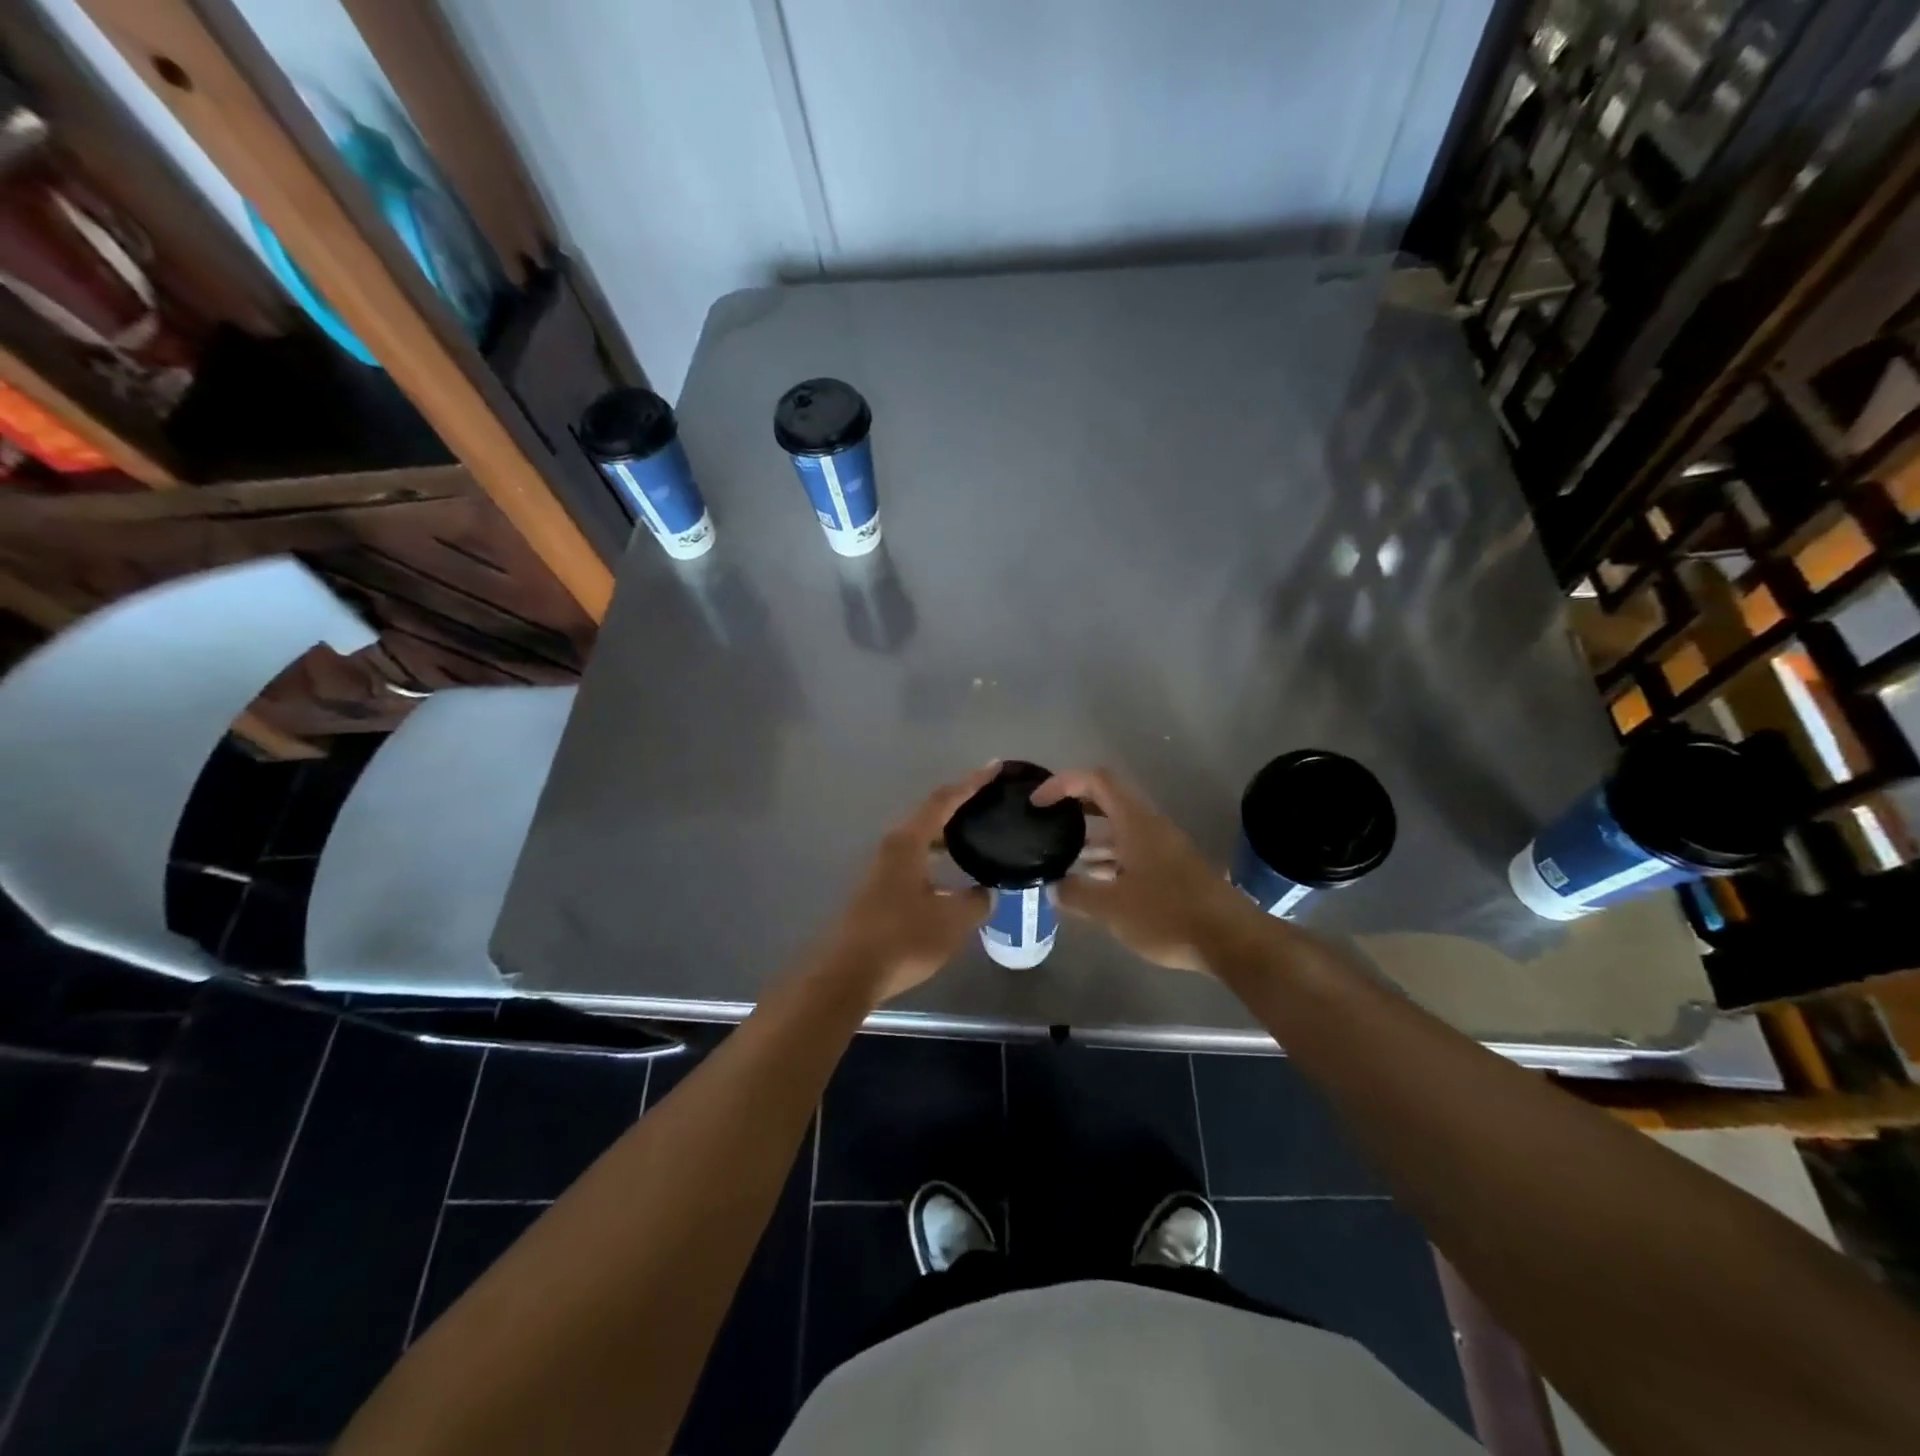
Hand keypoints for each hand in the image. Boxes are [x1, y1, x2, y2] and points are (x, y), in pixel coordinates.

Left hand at [815, 767, 996, 1002]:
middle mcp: (892, 847)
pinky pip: (915, 860)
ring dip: (948, 835)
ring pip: (921, 840)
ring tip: (978, 835)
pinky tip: (952, 876)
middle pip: (930, 816)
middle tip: (991, 802)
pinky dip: (937, 857)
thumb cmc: (901, 939)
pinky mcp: (879, 889)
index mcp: (908, 842)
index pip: (944, 800)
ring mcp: (882, 868)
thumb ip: (975, 901)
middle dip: (961, 806)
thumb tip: (986, 892)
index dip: (971, 783)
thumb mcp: (951, 921)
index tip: (995, 768)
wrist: (847, 974)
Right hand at [1033, 767, 1260, 973]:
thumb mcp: (1112, 908)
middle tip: (1046, 824)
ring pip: (1119, 830)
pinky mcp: (1171, 871)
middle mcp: (1149, 826)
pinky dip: (1108, 860)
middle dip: (1074, 808)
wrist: (1231, 940)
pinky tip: (1093, 883)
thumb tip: (1053, 887)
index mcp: (1135, 822)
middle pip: (1107, 800)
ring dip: (1090, 837)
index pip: (1096, 780)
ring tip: (1062, 857)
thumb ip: (1077, 894)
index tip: (1038, 803)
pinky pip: (1131, 852)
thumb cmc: (1168, 915)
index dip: (1063, 783)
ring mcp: (1163, 848)